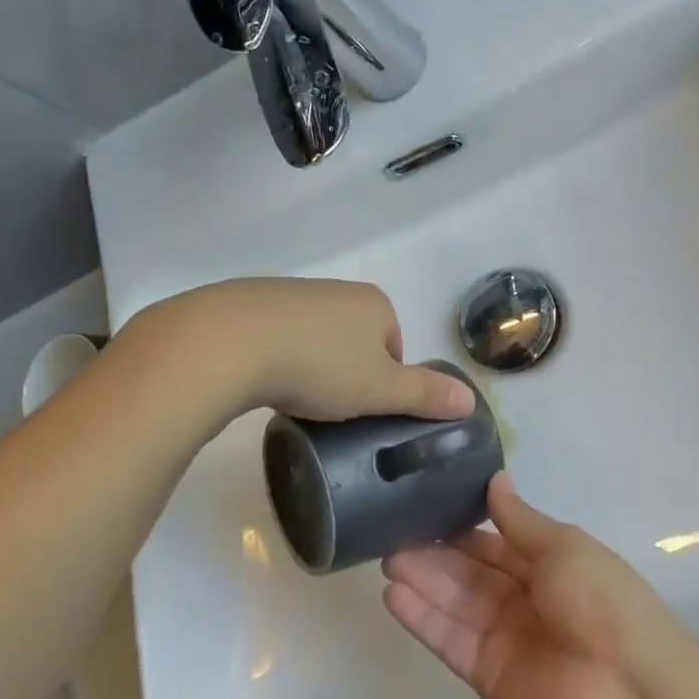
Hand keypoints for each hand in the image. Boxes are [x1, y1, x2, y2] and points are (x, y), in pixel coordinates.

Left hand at [171, 278, 474, 422]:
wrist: (229, 342)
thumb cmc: (319, 366)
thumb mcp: (380, 389)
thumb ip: (425, 395)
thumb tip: (470, 401)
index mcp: (375, 304)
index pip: (395, 347)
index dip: (383, 382)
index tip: (361, 408)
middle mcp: (337, 290)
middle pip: (355, 341)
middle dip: (345, 373)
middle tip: (328, 407)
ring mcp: (291, 293)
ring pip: (314, 338)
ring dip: (309, 365)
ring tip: (292, 396)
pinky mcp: (249, 302)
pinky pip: (275, 336)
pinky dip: (274, 357)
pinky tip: (261, 379)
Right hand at [382, 475, 667, 698]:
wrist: (628, 691)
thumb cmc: (601, 600)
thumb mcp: (563, 547)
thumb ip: (520, 520)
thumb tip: (496, 479)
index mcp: (550, 565)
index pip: (496, 543)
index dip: (463, 528)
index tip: (426, 506)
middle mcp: (525, 599)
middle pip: (471, 573)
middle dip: (435, 553)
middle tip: (392, 531)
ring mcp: (505, 638)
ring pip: (456, 603)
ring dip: (423, 581)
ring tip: (385, 557)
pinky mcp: (487, 675)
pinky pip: (450, 640)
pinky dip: (423, 618)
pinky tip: (393, 595)